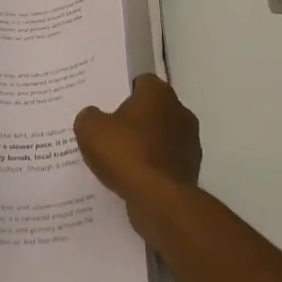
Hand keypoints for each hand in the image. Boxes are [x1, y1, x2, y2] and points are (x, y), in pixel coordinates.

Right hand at [74, 75, 201, 212]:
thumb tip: (93, 116)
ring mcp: (190, 142)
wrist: (159, 199)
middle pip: (153, 110)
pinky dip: (152, 167)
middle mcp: (180, 112)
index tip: (108, 105)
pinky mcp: (191, 170)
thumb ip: (89, 117)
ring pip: (161, 137)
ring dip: (145, 145)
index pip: (142, 82)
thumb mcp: (90, 129)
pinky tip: (133, 179)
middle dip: (135, 119)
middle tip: (110, 132)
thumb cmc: (125, 152)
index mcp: (159, 93)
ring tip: (119, 160)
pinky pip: (165, 162)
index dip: (124, 92)